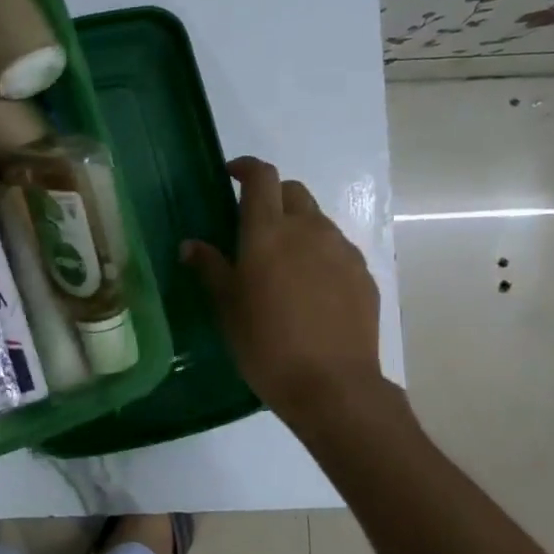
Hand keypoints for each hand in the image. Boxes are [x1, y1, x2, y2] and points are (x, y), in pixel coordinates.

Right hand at [182, 156, 385, 421]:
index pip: (262, 177)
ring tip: (283, 261)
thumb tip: (191, 245)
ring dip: (297, 226)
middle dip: (272, 197)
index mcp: (267, 232)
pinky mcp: (363, 274)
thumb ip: (211, 268)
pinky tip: (310, 287)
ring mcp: (341, 250)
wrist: (332, 385)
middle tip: (254, 225)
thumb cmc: (266, 344)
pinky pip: (336, 248)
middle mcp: (308, 229)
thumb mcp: (227, 307)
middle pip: (293, 191)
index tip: (232, 175)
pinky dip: (319, 253)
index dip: (247, 168)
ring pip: (317, 220)